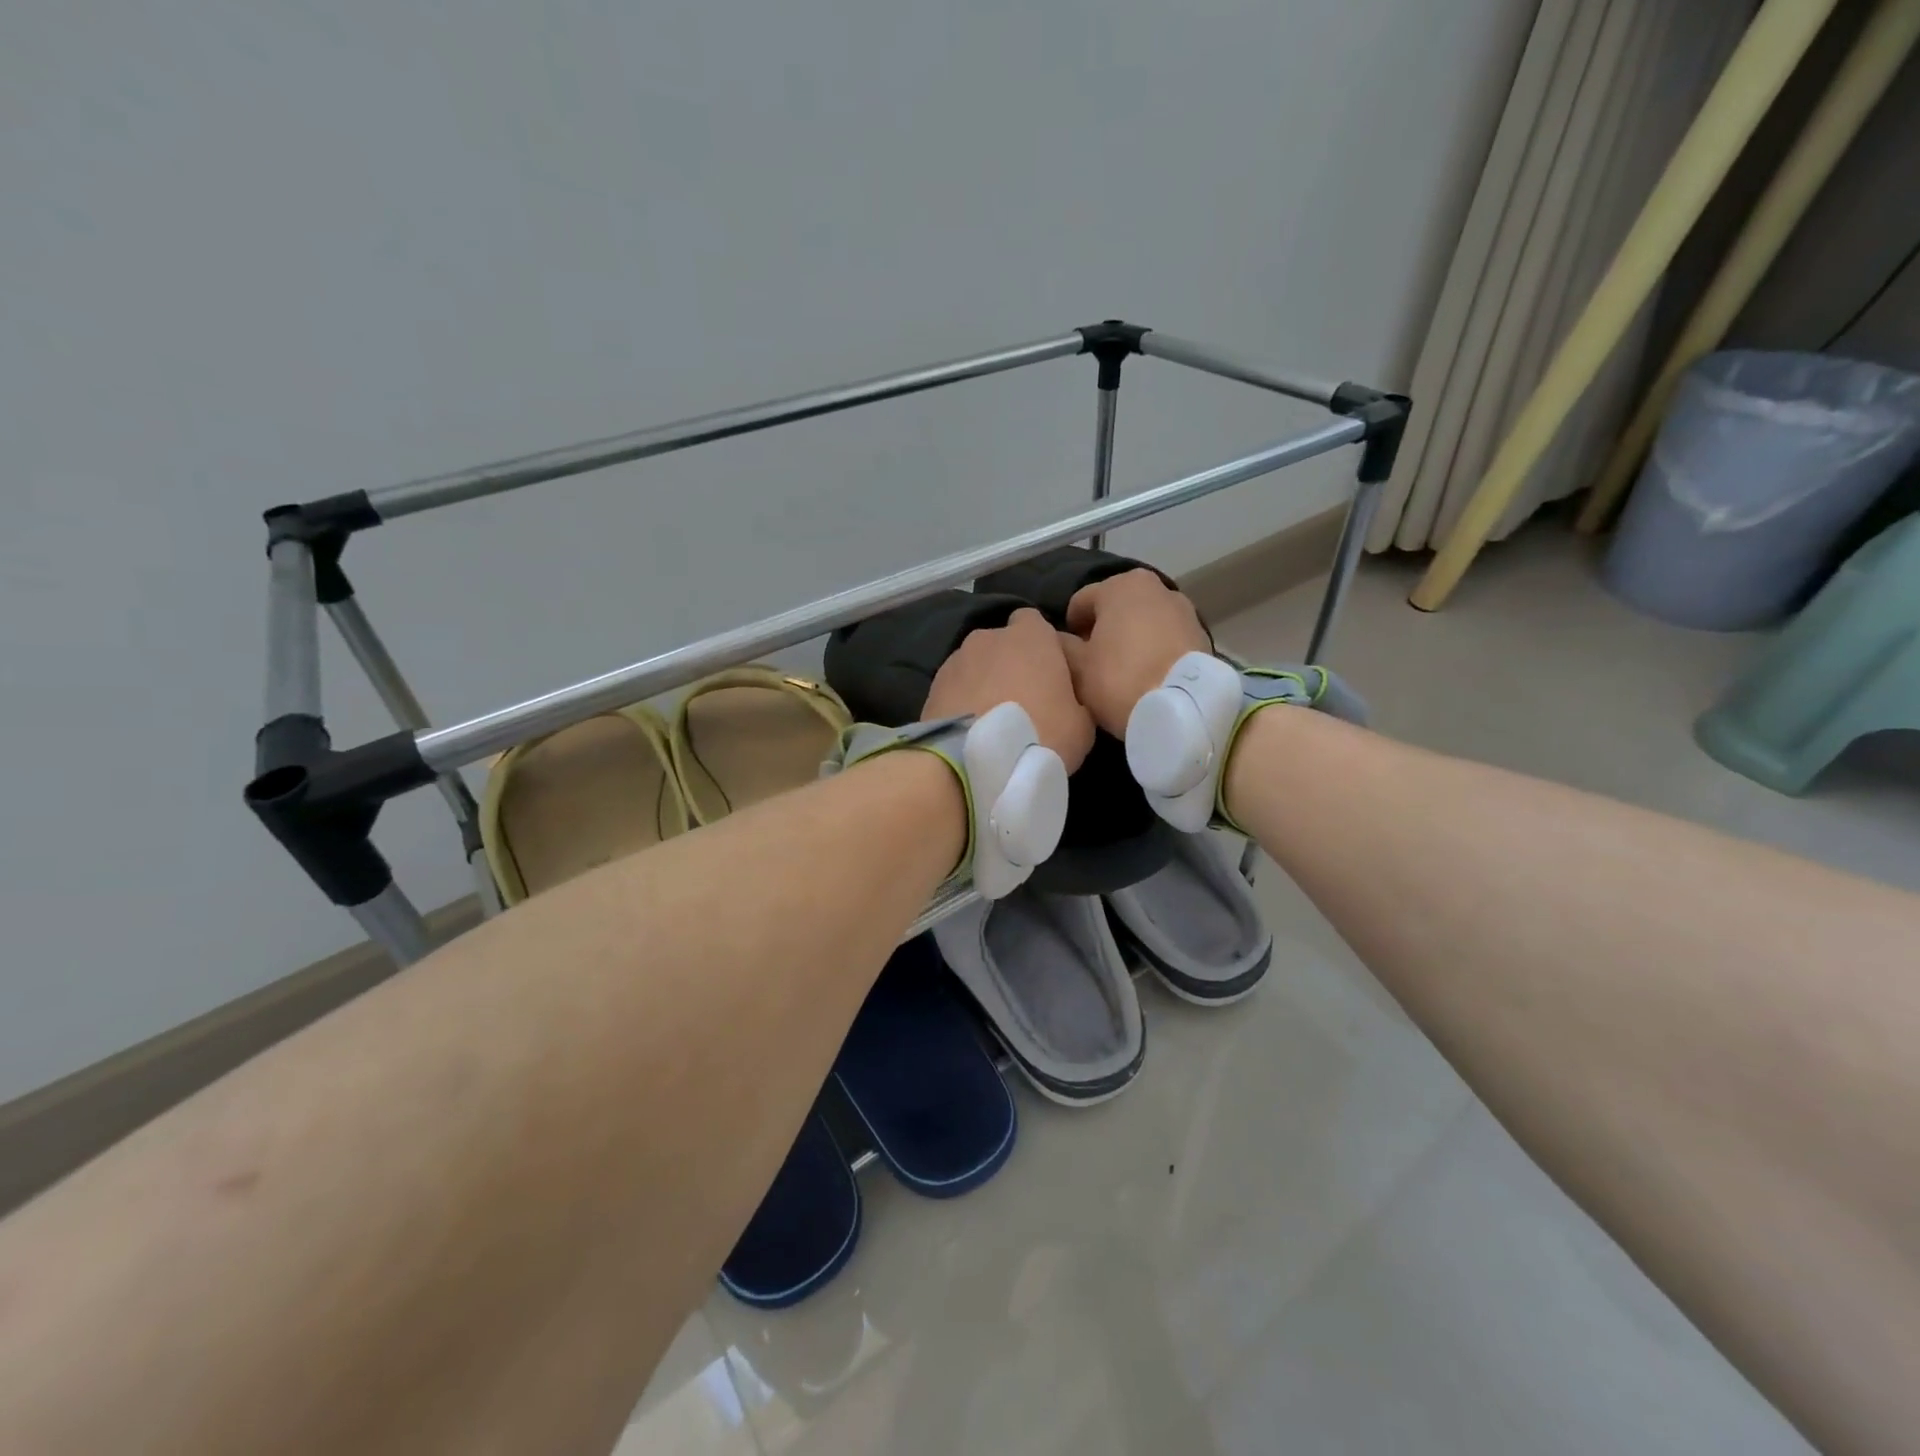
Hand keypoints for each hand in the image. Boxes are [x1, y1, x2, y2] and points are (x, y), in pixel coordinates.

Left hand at [923, 608, 1095, 772]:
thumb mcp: (1083, 725)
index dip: (1043, 646)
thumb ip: (1077, 698)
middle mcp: (989, 637)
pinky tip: (971, 728)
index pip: (1035, 622)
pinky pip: (956, 687)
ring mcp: (956, 659)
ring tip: (991, 718)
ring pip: (977, 665)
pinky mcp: (932, 686)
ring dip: (984, 682)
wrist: (973, 763)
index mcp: (1030, 636)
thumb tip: (1069, 699)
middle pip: (1003, 643)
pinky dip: (963, 700)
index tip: (1050, 675)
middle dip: (1011, 664)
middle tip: (1023, 701)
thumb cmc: (1039, 735)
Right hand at [1060, 570, 1210, 736]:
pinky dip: (1154, 651)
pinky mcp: (1202, 635)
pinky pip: (1166, 639)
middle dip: (1102, 631)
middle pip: (1116, 608)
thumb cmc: (1120, 680)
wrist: (1183, 709)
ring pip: (1143, 622)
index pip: (1081, 601)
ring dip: (1130, 640)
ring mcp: (1184, 610)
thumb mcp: (1077, 667)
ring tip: (1122, 672)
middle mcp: (1155, 587)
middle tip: (1093, 664)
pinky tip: (1147, 676)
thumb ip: (1061, 645)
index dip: (1069, 628)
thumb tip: (1059, 638)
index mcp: (1120, 586)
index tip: (1067, 654)